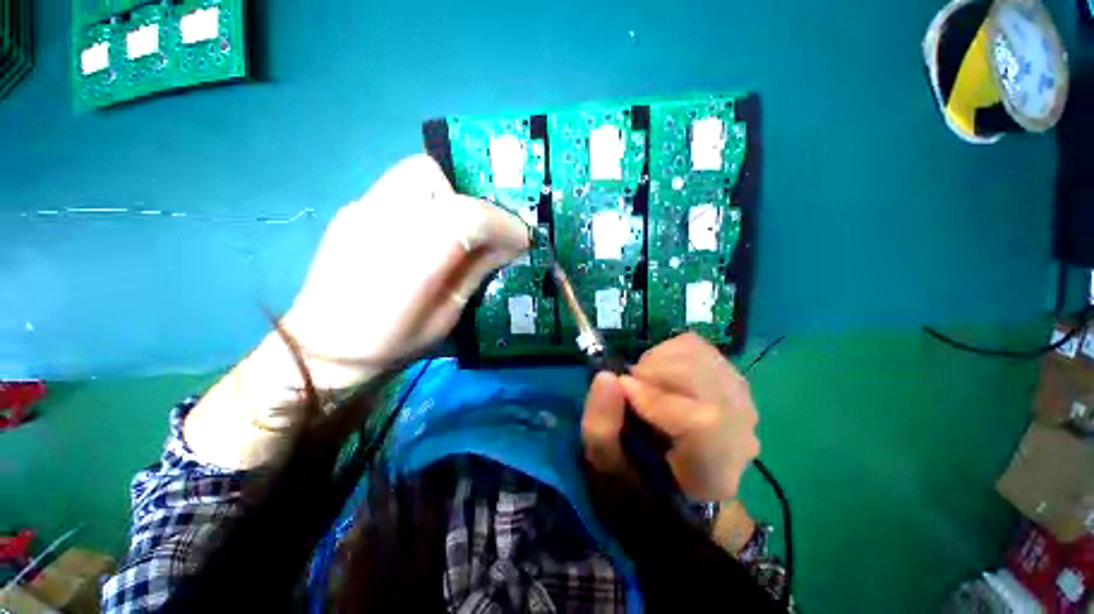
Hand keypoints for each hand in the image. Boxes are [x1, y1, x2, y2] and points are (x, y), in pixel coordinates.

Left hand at [183, 155, 527, 468]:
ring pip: (416, 174)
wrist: (321, 350)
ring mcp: (361, 211)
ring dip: (450, 194)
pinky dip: (428, 200)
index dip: (503, 223)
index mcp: (410, 261)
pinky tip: (427, 230)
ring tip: (459, 227)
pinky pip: (400, 187)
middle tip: (487, 230)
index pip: (467, 216)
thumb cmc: (391, 344)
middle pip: (435, 176)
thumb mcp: (446, 317)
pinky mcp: (353, 211)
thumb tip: (510, 246)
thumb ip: (477, 273)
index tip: (522, 239)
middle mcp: (381, 223)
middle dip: (473, 198)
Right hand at [581, 333, 759, 500]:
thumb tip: (607, 376)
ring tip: (642, 380)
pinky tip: (657, 373)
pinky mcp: (729, 374)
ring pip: (699, 356)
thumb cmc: (638, 473)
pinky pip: (696, 345)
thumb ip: (601, 427)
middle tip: (628, 386)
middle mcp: (740, 434)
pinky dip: (666, 351)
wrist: (671, 469)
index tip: (623, 391)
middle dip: (653, 373)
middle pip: (704, 381)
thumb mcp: (607, 464)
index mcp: (714, 474)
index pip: (705, 425)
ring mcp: (740, 400)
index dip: (657, 399)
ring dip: (657, 361)